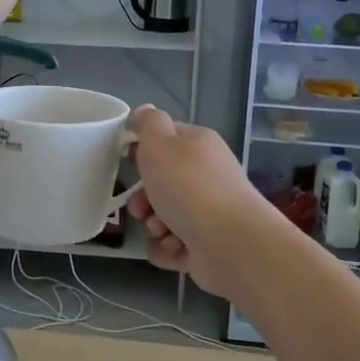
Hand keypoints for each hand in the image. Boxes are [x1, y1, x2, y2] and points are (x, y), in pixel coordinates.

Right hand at [124, 105, 284, 297]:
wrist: (231, 243)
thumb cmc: (190, 187)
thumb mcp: (160, 143)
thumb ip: (148, 123)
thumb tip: (143, 112)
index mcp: (198, 146)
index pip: (165, 139)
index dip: (143, 149)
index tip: (128, 159)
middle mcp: (205, 177)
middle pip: (160, 183)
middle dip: (143, 198)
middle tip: (141, 207)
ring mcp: (207, 213)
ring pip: (162, 216)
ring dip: (153, 225)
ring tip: (161, 230)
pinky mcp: (205, 245)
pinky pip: (171, 245)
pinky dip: (167, 249)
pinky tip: (174, 249)